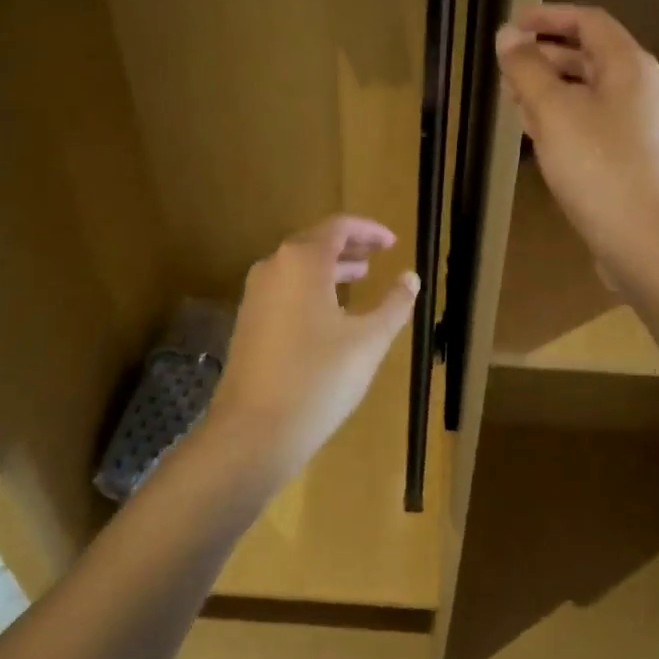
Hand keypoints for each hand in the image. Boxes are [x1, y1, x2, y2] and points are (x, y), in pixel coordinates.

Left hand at [206, 215, 418, 484]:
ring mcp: (255, 295)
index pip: (338, 227)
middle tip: (378, 255)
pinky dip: (311, 288)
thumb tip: (411, 278)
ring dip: (330, 267)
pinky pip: (284, 289)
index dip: (369, 230)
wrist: (253, 431)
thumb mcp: (369, 341)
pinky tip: (330, 312)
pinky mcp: (247, 322)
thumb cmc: (318, 378)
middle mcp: (273, 268)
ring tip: (360, 277)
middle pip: (315, 242)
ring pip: (298, 267)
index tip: (393, 242)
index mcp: (302, 261)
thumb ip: (394, 304)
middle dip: (349, 246)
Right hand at [496, 4, 658, 281]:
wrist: (650, 244)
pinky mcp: (634, 160)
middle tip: (505, 70)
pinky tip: (541, 139)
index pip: (588, 21)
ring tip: (514, 103)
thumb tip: (508, 34)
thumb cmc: (600, 168)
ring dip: (551, 91)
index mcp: (629, 66)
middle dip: (545, 57)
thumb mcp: (554, 112)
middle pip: (590, 57)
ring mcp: (641, 128)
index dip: (548, 16)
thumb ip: (527, 69)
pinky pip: (594, 125)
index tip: (511, 25)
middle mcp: (641, 89)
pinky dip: (565, 121)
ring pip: (590, 94)